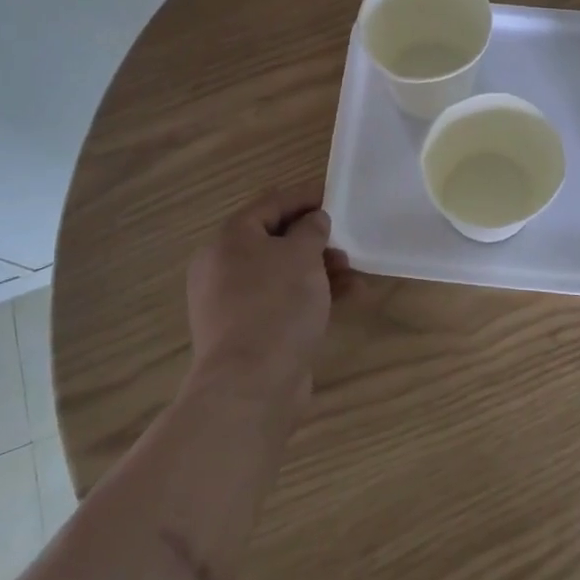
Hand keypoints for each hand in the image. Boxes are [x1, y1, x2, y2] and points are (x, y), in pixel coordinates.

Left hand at [185, 188, 352, 405]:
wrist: (251, 384)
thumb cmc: (276, 305)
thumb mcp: (301, 255)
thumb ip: (311, 230)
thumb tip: (313, 221)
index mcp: (230, 240)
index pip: (271, 204)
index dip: (305, 196)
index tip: (336, 195)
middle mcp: (225, 267)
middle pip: (276, 239)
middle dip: (315, 238)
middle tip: (346, 240)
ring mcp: (235, 302)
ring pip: (283, 273)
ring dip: (320, 268)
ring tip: (353, 273)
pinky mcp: (250, 331)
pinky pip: (284, 301)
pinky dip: (312, 295)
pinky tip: (349, 298)